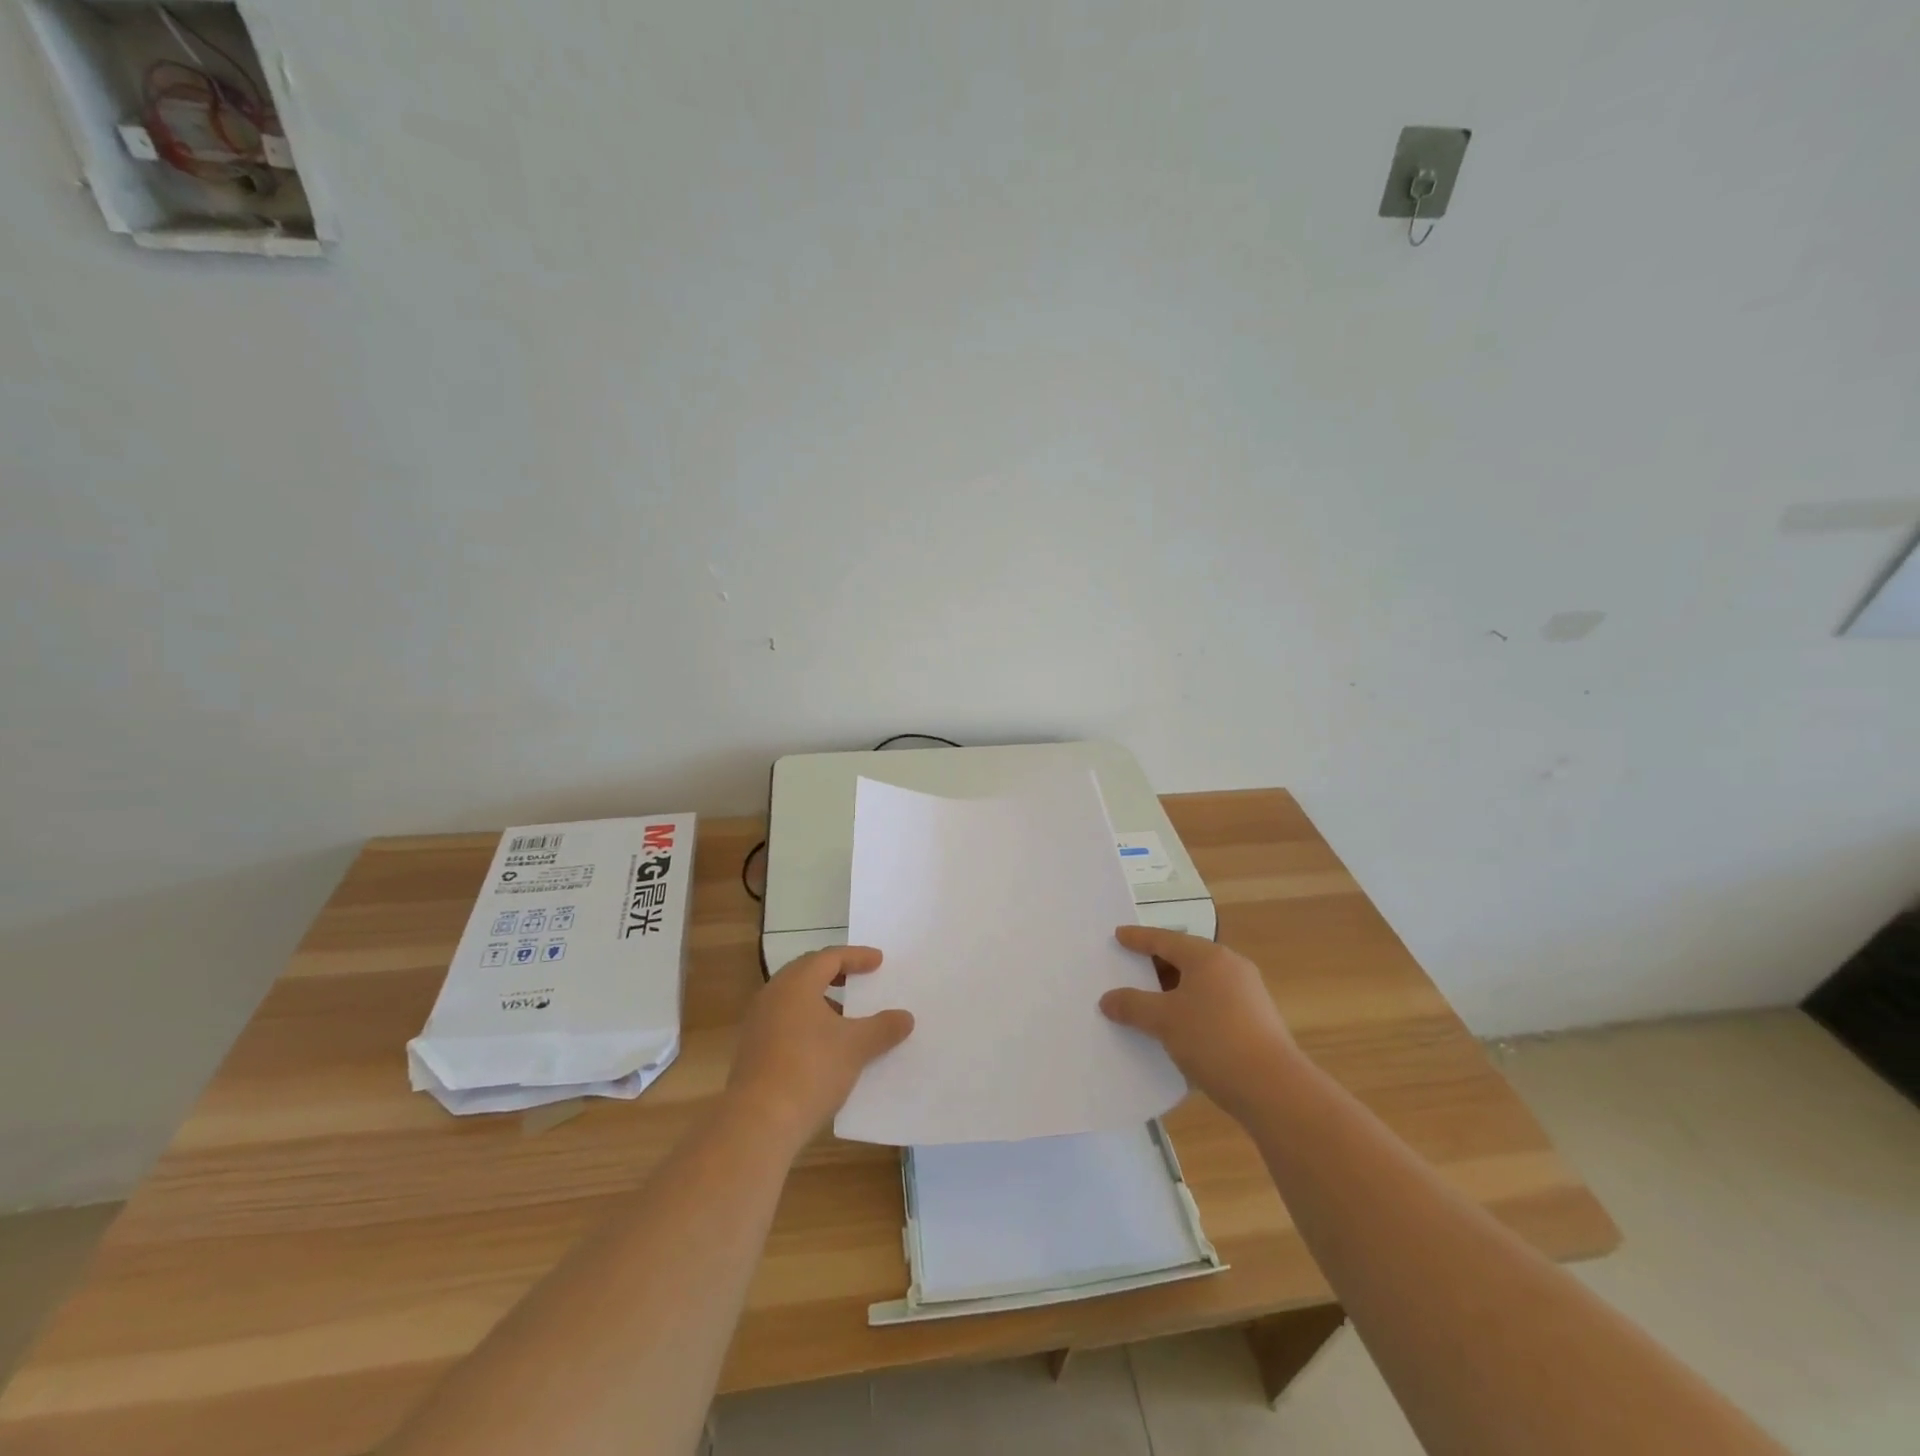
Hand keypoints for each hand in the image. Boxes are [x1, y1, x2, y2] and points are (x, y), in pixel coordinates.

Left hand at [727, 946, 913, 1146]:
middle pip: (807, 972)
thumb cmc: (810, 1070)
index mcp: (796, 984)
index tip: (879, 961)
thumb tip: (905, 1017)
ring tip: (845, 1015)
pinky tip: (824, 1046)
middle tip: (859, 978)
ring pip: (794, 999)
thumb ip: (883, 1027)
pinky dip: (807, 1023)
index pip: (829, 957)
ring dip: (821, 1000)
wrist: (757, 1123)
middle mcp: (773, 995)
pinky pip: (785, 1022)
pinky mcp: (752, 1050)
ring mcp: (758, 1023)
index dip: (856, 956)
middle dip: (835, 973)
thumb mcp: (856, 1047)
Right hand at [1101, 926, 1297, 1118]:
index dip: (1139, 938)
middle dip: (1156, 965)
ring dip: (1173, 990)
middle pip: (1185, 958)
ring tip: (1148, 1001)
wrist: (1274, 1089)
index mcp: (1208, 957)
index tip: (1119, 935)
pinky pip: (1212, 1002)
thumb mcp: (1164, 1020)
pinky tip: (1176, 1027)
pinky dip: (1190, 1007)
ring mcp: (1248, 994)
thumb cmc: (1213, 1040)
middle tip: (1129, 969)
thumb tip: (1107, 999)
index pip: (1166, 940)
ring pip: (1200, 983)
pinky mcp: (1255, 1020)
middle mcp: (1231, 967)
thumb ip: (1132, 1005)